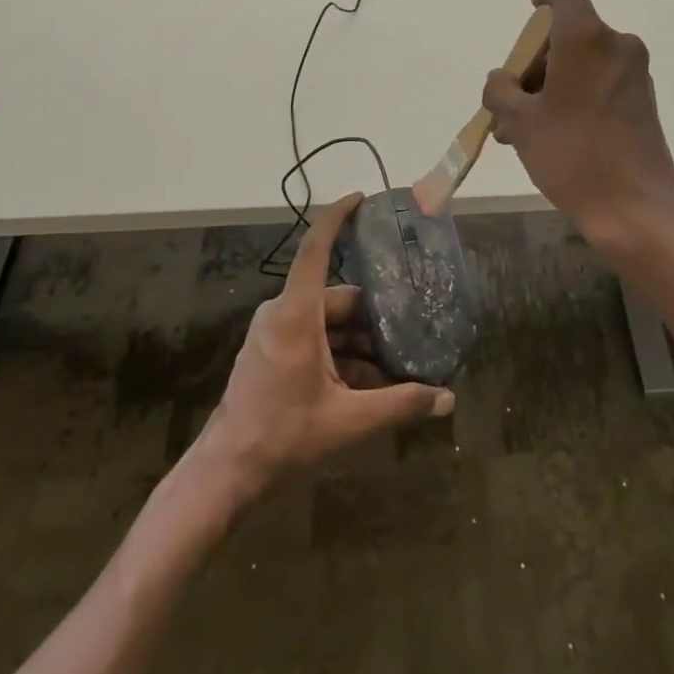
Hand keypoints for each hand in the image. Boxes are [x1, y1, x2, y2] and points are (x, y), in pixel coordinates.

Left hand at [191, 195, 454, 502]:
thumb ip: (400, 405)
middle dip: (374, 314)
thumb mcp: (349, 422)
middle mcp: (283, 314)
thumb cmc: (283, 438)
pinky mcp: (272, 352)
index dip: (337, 217)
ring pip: (327, 322)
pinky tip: (370, 382)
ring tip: (399, 362)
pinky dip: (341, 353)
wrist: (225, 474)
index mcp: (296, 314)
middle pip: (336, 297)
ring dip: (360, 340)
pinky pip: (313, 338)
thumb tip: (447, 399)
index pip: (316, 248)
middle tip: (414, 326)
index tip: (361, 198)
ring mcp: (273, 333)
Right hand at [482, 0, 673, 253]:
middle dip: (536, 60)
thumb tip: (500, 80)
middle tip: (510, 96)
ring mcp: (635, 75)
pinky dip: (575, 94)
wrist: (634, 207)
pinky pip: (601, 83)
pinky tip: (551, 131)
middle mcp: (617, 47)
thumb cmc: (571, 155)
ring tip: (521, 126)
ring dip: (552, 83)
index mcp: (586, 40)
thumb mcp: (520, 122)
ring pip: (583, 63)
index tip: (531, 3)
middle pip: (570, 36)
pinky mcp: (644, 101)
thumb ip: (501, 91)